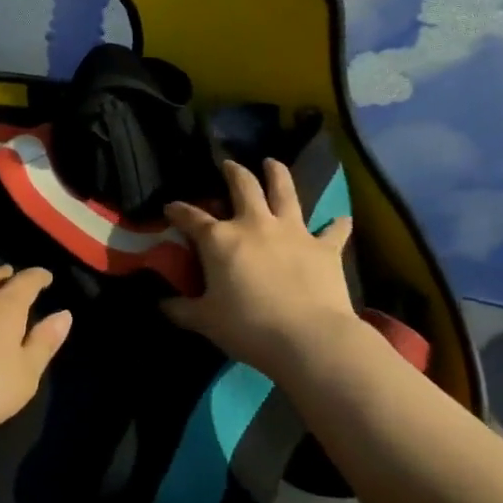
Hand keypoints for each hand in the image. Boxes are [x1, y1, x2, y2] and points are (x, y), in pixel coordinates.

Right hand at [162, 159, 373, 382]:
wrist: (308, 338)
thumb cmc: (248, 328)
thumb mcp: (205, 321)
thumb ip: (181, 310)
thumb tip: (161, 305)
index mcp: (220, 240)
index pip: (191, 217)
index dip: (178, 210)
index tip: (170, 207)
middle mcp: (255, 224)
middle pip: (243, 186)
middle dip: (234, 172)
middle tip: (230, 165)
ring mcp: (293, 232)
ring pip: (285, 192)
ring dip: (278, 174)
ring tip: (273, 163)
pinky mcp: (324, 247)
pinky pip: (333, 230)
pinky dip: (337, 224)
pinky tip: (340, 219)